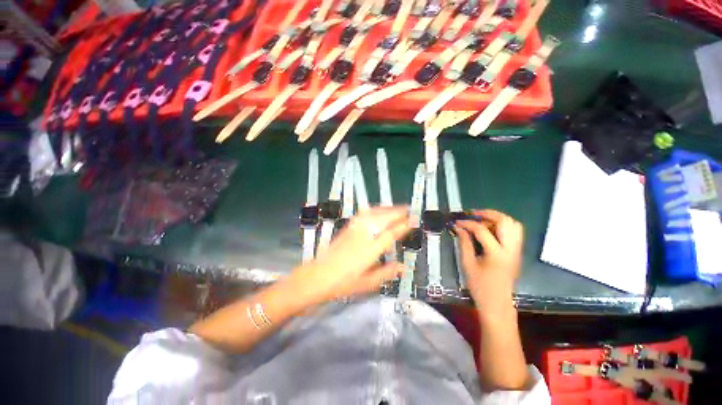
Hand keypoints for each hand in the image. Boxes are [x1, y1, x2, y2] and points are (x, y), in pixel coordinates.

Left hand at [293, 207, 409, 303]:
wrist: (319, 275)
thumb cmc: (344, 283)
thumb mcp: (367, 283)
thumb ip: (386, 273)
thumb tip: (402, 267)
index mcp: (370, 250)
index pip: (391, 234)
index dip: (403, 226)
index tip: (413, 221)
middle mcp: (363, 236)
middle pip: (383, 218)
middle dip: (398, 212)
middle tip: (409, 210)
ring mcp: (354, 229)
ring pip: (374, 213)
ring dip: (387, 208)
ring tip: (397, 208)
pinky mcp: (348, 227)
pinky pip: (364, 213)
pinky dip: (374, 209)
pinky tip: (378, 209)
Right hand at [456, 210, 522, 318]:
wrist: (497, 304)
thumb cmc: (480, 287)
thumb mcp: (467, 264)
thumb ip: (464, 243)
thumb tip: (459, 228)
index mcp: (497, 254)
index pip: (482, 230)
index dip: (467, 223)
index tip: (457, 222)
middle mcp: (511, 249)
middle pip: (505, 221)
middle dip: (487, 214)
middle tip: (472, 215)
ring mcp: (517, 250)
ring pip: (513, 224)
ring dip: (497, 218)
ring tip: (481, 220)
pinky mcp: (517, 252)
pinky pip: (514, 232)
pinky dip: (502, 226)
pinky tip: (490, 229)